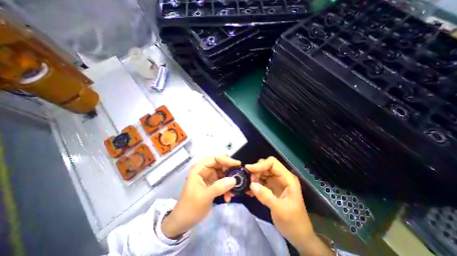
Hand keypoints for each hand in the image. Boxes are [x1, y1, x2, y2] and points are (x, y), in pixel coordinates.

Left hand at [161, 155, 240, 238]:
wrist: (183, 222)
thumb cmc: (190, 207)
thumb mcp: (204, 197)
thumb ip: (219, 187)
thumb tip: (234, 179)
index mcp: (199, 169)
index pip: (214, 158)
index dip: (226, 160)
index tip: (237, 164)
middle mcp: (204, 170)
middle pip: (220, 164)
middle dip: (230, 170)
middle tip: (239, 176)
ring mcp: (209, 176)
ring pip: (223, 173)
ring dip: (230, 180)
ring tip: (234, 191)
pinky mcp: (212, 183)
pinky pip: (223, 181)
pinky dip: (227, 187)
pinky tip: (228, 197)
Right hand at [247, 156, 332, 255]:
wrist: (298, 235)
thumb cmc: (294, 222)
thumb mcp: (280, 210)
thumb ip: (266, 196)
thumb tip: (252, 184)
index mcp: (287, 178)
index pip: (273, 163)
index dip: (260, 164)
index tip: (249, 169)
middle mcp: (281, 177)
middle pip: (266, 166)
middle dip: (256, 170)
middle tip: (248, 180)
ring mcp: (276, 182)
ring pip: (263, 172)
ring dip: (254, 176)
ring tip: (248, 186)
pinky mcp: (272, 187)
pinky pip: (261, 180)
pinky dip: (255, 183)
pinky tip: (250, 190)